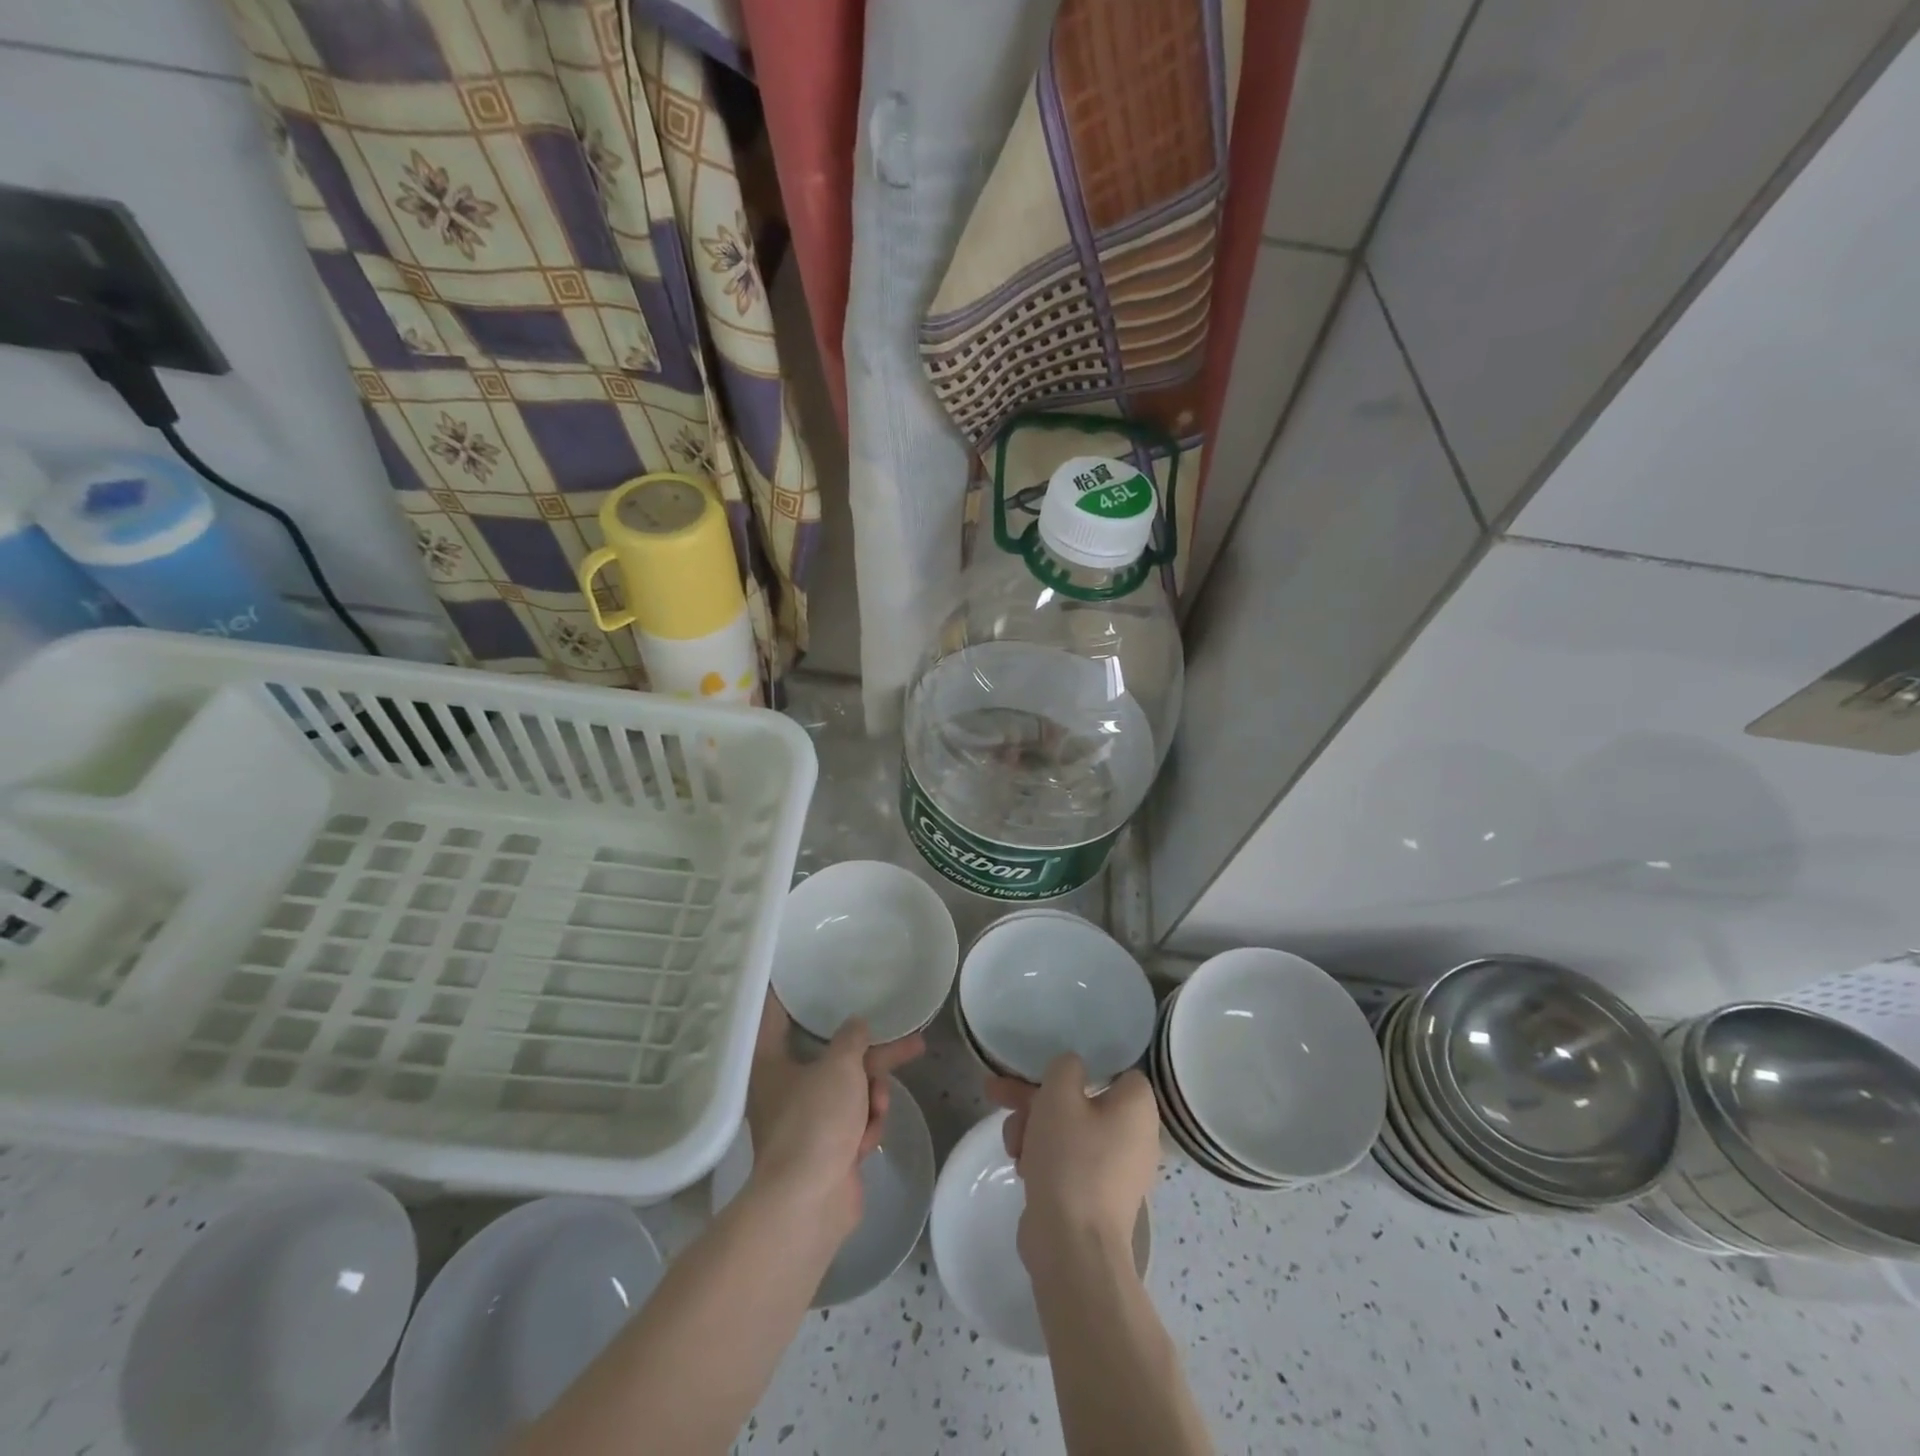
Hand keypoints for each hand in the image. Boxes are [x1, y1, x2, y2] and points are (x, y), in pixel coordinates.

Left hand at [743, 993, 923, 1238]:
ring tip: (877, 1109)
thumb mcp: (840, 1066)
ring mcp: (807, 1121)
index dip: (793, 994)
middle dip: (874, 1059)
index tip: (808, 974)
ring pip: (852, 1091)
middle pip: (836, 1058)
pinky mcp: (827, 1149)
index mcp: (771, 1062)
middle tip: (913, 1043)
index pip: (777, 1015)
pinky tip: (867, 1141)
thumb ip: (852, 1038)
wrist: (810, 1203)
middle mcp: (785, 1088)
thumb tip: (856, 1025)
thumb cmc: (816, 1121)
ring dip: (872, 1098)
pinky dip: (866, 1127)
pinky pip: (855, 1122)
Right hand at [986, 1054, 1160, 1266]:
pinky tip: (1020, 1166)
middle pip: (1080, 1100)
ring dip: (1033, 1128)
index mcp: (1138, 1107)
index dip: (1080, 1066)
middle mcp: (1135, 1136)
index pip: (1115, 1069)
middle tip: (999, 1093)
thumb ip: (1065, 1067)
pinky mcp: (1095, 1196)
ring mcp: (1116, 1170)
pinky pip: (1068, 1161)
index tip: (1049, 1070)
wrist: (1071, 1246)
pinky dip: (1043, 1157)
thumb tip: (1072, 1069)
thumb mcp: (1059, 1095)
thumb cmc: (1071, 1159)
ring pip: (1068, 1130)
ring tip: (1012, 1144)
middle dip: (1036, 1099)